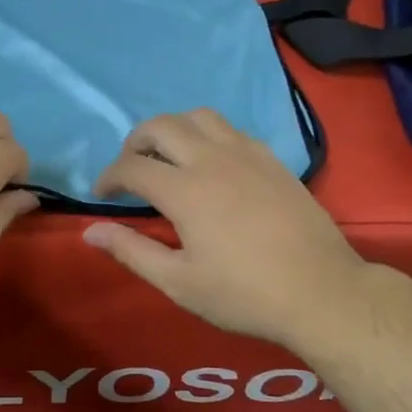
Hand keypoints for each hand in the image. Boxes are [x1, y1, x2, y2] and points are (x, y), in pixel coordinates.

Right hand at [83, 109, 364, 346]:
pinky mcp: (272, 160)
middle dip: (135, 142)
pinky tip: (211, 164)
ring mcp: (247, 154)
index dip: (109, 177)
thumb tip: (90, 231)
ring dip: (173, 129)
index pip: (132, 166)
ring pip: (199, 116)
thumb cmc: (244, 294)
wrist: (321, 292)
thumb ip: (132, 251)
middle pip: (161, 126)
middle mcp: (212, 160)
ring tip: (167, 156)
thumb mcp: (179, 282)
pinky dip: (208, 135)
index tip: (100, 194)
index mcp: (185, 190)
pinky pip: (231, 130)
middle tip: (130, 169)